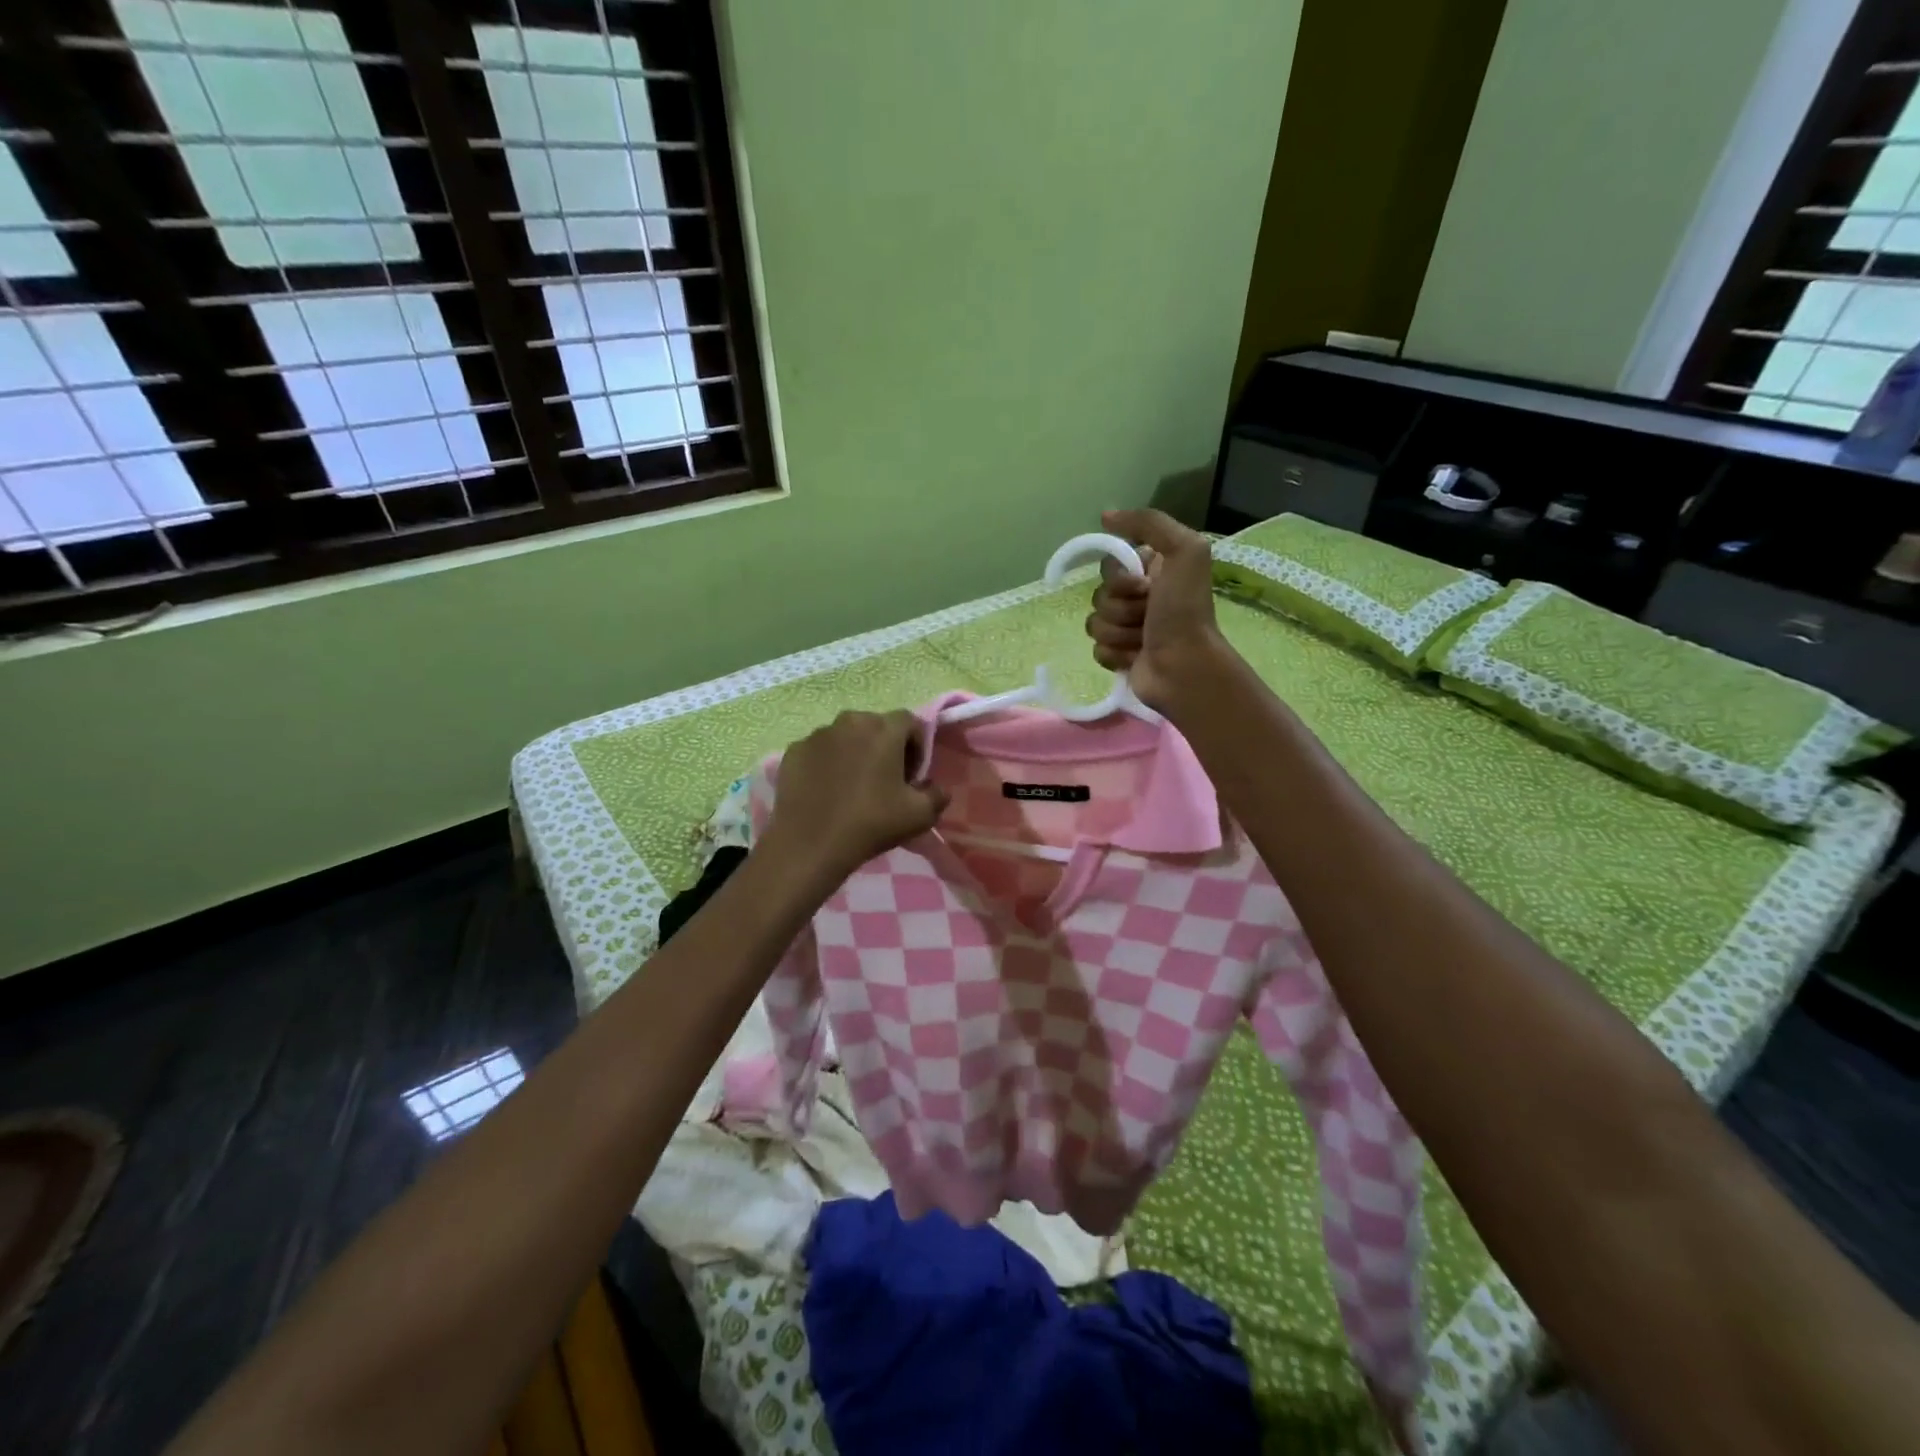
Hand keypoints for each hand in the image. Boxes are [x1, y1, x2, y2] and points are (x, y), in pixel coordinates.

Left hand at [764, 710, 949, 881]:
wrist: (809, 845)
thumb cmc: (870, 823)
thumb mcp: (920, 816)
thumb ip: (937, 795)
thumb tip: (936, 788)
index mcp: (883, 729)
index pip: (910, 721)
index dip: (916, 745)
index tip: (912, 776)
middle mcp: (849, 721)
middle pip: (875, 726)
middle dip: (885, 747)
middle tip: (885, 781)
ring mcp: (817, 735)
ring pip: (845, 737)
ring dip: (854, 753)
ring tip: (853, 787)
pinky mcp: (793, 751)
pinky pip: (819, 752)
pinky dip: (827, 764)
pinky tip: (826, 792)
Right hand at [1086, 508, 1225, 709]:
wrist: (1184, 666)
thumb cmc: (1184, 610)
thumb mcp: (1184, 550)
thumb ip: (1149, 523)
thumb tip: (1106, 515)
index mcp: (1151, 572)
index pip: (1109, 566)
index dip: (1119, 578)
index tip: (1142, 587)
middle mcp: (1139, 597)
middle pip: (1099, 595)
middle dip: (1120, 608)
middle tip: (1147, 617)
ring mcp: (1127, 628)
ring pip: (1095, 623)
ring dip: (1118, 633)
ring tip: (1143, 641)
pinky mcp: (1119, 656)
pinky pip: (1096, 648)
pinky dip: (1114, 654)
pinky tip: (1135, 658)